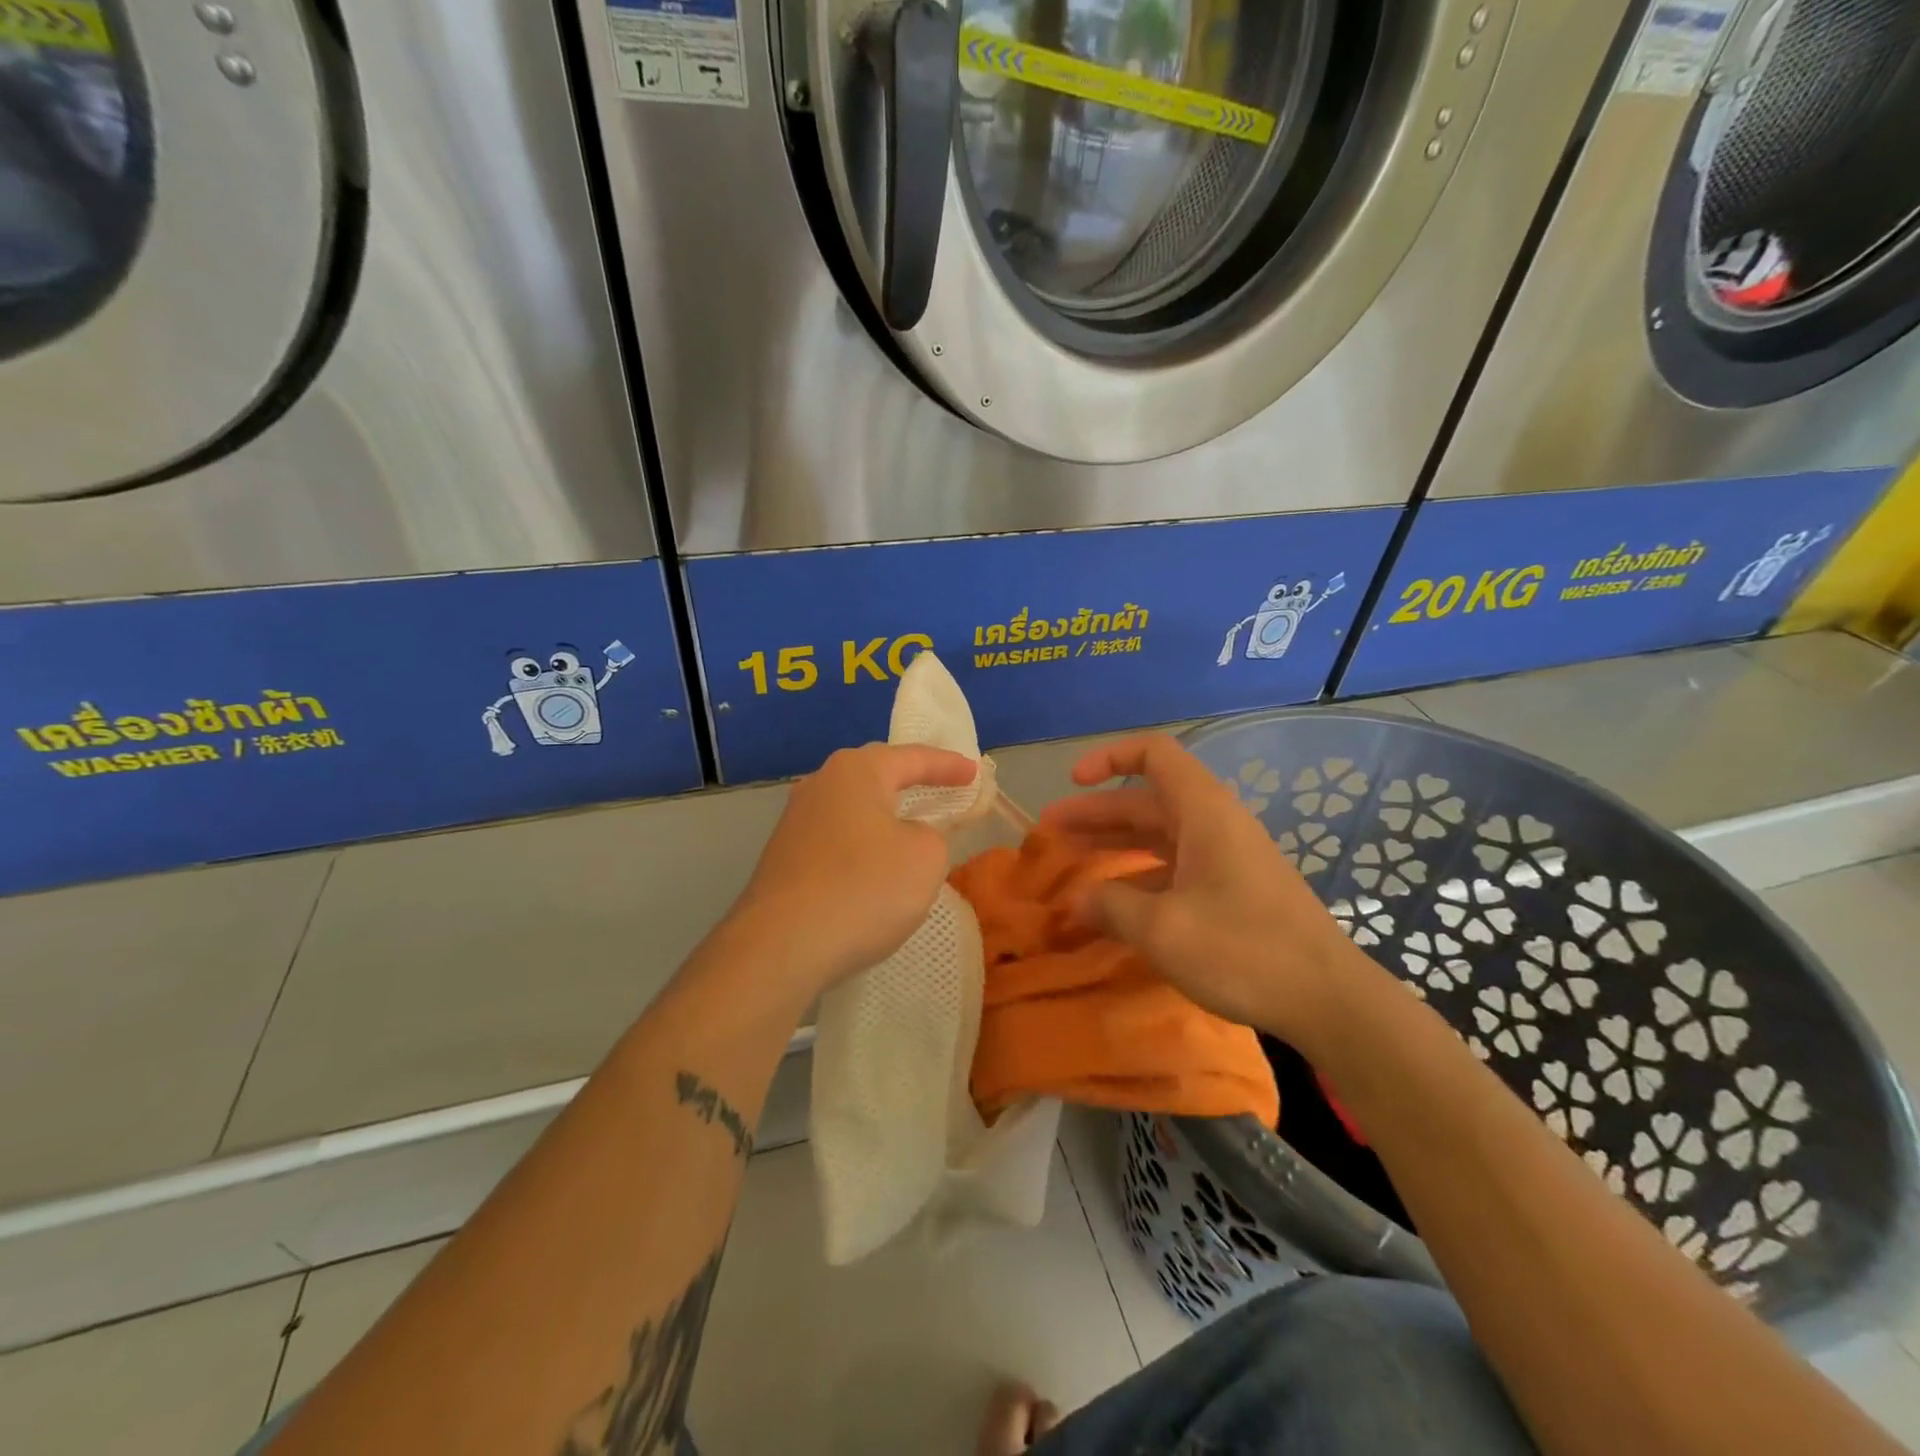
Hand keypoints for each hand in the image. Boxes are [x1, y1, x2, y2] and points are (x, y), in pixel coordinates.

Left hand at [731, 743, 978, 995]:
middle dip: (911, 779)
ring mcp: (796, 820)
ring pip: (853, 806)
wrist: (781, 946)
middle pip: (876, 773)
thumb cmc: (863, 888)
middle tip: (942, 785)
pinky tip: (873, 863)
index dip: (948, 765)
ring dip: (884, 812)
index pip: (913, 758)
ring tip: (910, 823)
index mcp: (856, 771)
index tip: (974, 772)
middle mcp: (821, 784)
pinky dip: (863, 841)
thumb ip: (931, 834)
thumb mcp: (925, 858)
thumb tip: (908, 835)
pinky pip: (837, 835)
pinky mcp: (784, 856)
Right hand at [1037, 734, 1357, 1043]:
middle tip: (1049, 833)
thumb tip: (1079, 899)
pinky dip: (1140, 874)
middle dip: (1096, 812)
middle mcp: (1215, 825)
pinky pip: (1176, 866)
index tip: (1073, 781)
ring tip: (1072, 864)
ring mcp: (1226, 859)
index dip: (1110, 757)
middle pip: (1147, 800)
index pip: (1155, 754)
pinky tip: (1116, 903)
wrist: (1329, 1001)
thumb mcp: (1163, 929)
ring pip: (1160, 835)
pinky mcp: (1234, 891)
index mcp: (1203, 812)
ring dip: (1115, 844)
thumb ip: (1111, 906)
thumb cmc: (1243, 951)